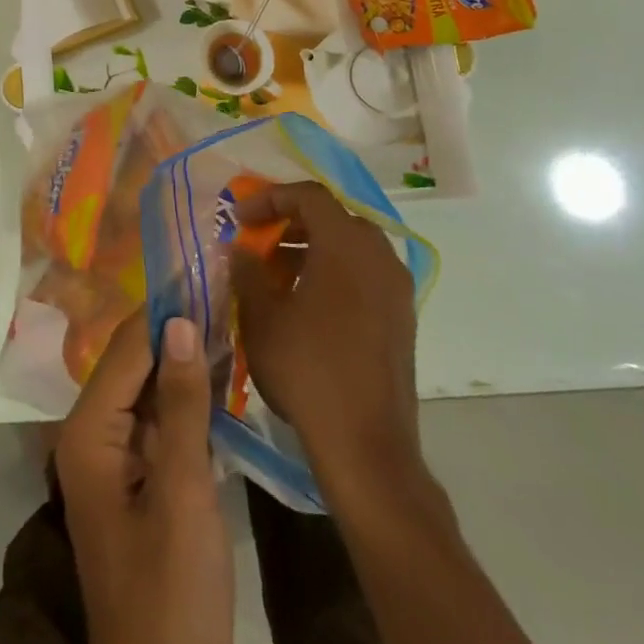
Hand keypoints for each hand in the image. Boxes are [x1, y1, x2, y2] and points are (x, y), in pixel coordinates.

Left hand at [55, 312, 235, 643]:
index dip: (163, 308)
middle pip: (133, 365)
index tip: (201, 266)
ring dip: (184, 359)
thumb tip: (181, 321)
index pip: (126, 350)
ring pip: (148, 390)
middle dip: (175, 327)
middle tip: (220, 282)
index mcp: (87, 433)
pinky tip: (219, 373)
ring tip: (226, 312)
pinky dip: (187, 397)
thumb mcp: (183, 494)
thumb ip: (180, 404)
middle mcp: (91, 436)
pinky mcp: (139, 483)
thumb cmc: (171, 595)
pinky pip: (159, 422)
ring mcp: (114, 461)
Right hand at [233, 182, 425, 490]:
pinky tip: (306, 305)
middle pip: (333, 217)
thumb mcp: (261, 316)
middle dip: (292, 222)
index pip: (309, 195)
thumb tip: (240, 248)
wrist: (367, 447)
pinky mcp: (402, 319)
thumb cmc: (308, 370)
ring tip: (276, 275)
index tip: (240, 218)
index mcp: (347, 246)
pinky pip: (365, 274)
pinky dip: (334, 272)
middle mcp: (379, 257)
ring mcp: (397, 289)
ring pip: (351, 247)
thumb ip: (247, 271)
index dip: (270, 198)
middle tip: (259, 241)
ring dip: (312, 248)